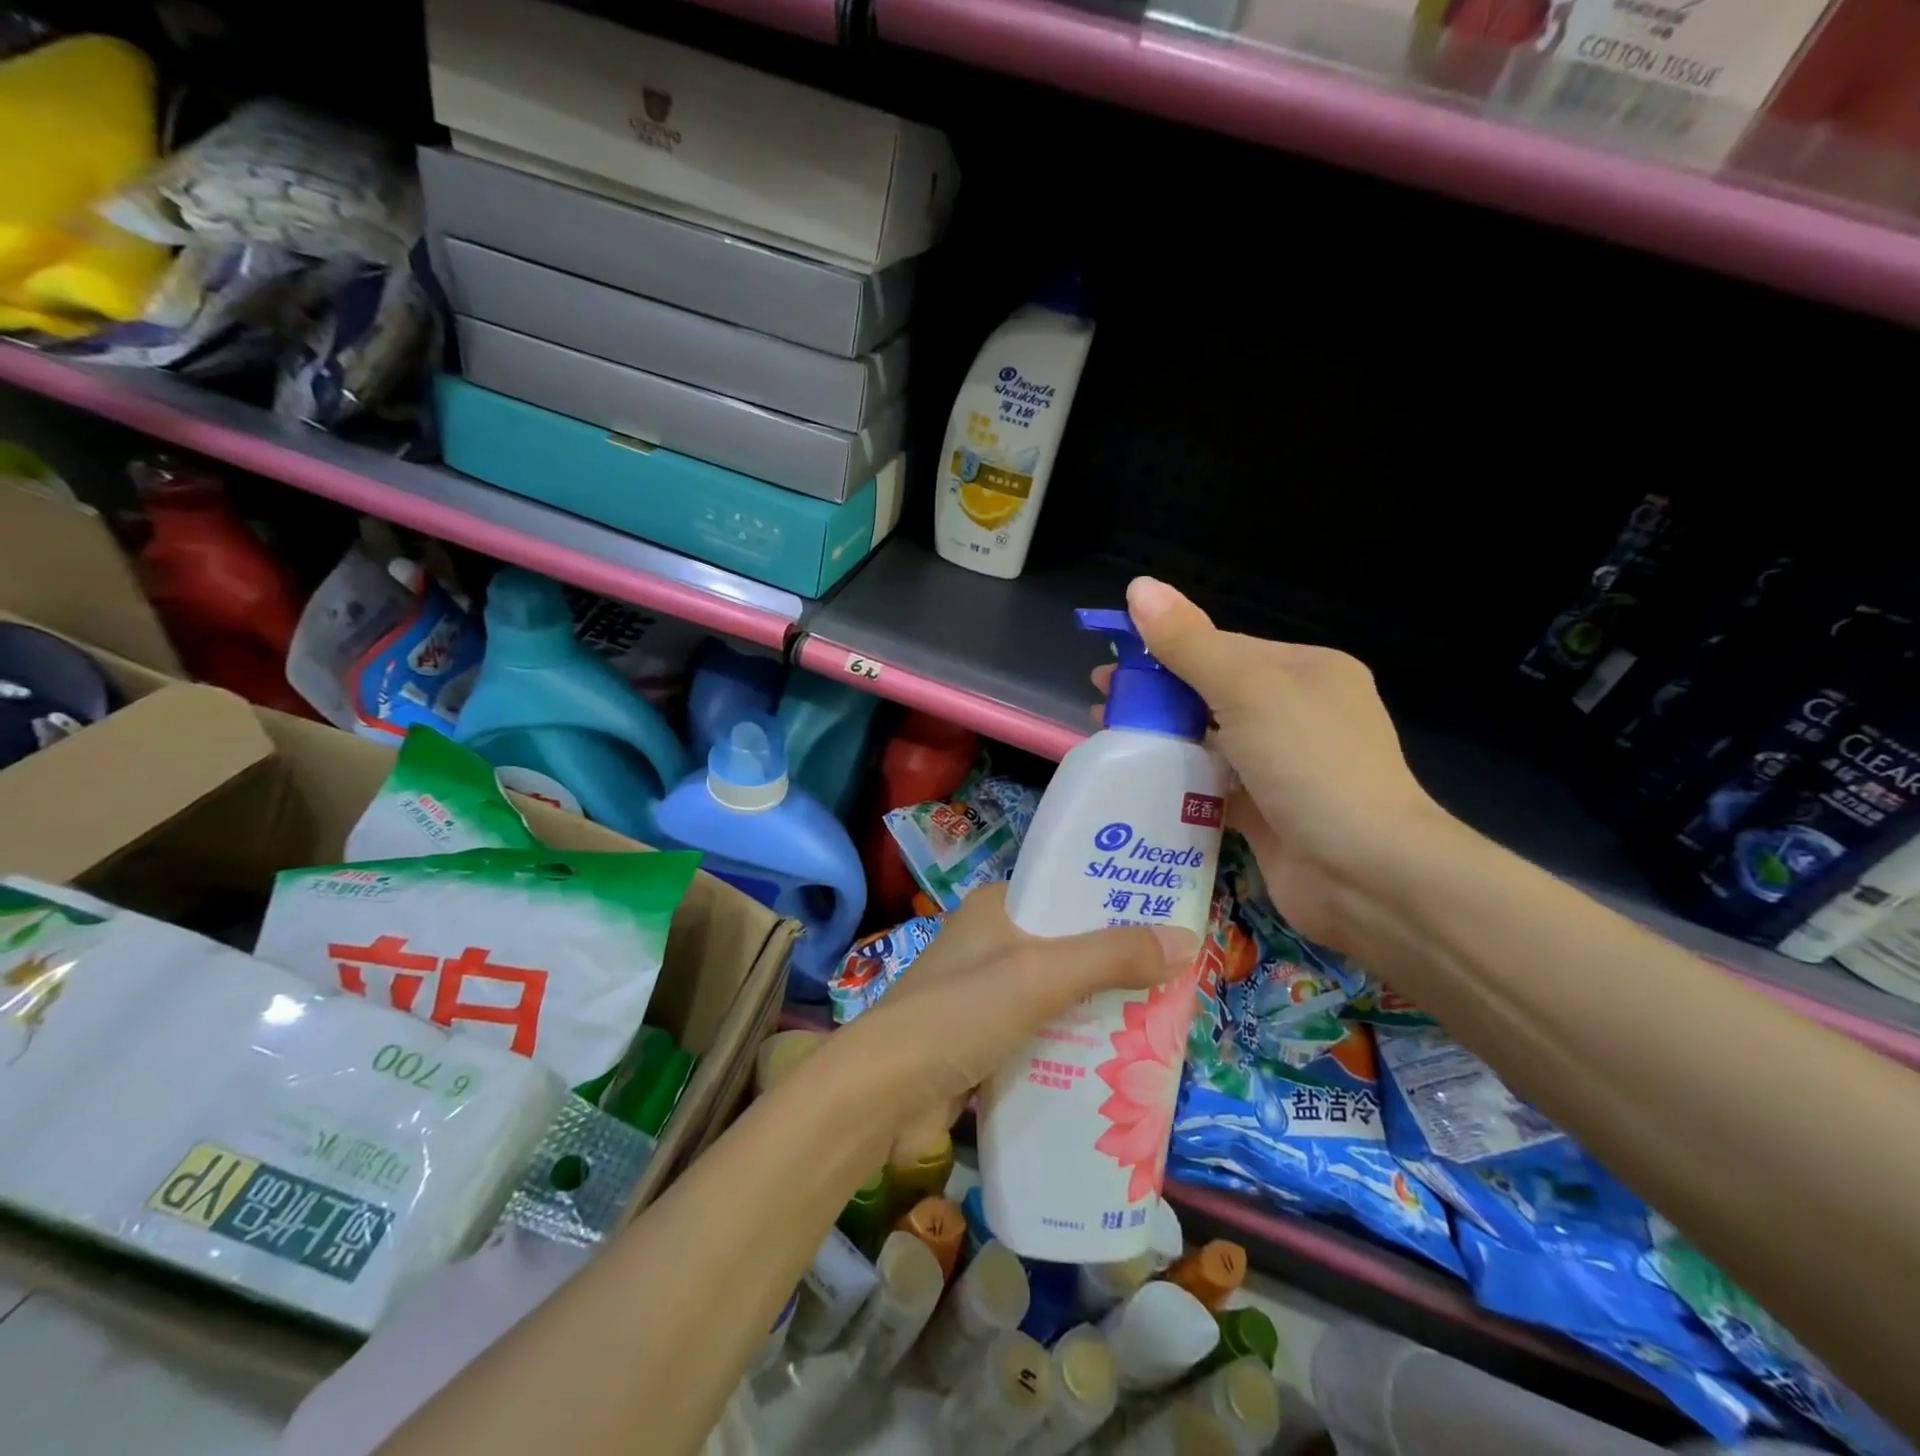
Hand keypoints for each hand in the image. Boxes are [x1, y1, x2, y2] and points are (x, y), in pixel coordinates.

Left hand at [837, 882, 1194, 1164]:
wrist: (884, 1093)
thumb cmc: (960, 1013)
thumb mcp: (1040, 975)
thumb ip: (1110, 956)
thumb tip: (1187, 938)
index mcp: (996, 907)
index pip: (1066, 891)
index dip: (1115, 902)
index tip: (1168, 920)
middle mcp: (991, 942)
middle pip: (1069, 945)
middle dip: (1117, 964)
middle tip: (1177, 980)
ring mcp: (986, 993)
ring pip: (1059, 993)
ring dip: (1100, 1008)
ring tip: (1162, 1022)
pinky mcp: (985, 1039)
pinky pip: (1043, 1032)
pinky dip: (1075, 1043)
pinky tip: (1116, 1062)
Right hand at [1094, 577, 1455, 950]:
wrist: (1368, 876)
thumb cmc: (1311, 765)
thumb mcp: (1247, 690)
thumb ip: (1189, 643)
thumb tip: (1139, 586)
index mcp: (1305, 672)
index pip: (1222, 648)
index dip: (1163, 651)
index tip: (1111, 664)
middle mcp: (1298, 715)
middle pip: (1212, 695)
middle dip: (1156, 697)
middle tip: (1102, 705)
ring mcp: (1283, 768)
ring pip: (1209, 742)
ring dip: (1162, 739)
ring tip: (1109, 741)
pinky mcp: (1267, 814)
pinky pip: (1212, 789)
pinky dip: (1179, 784)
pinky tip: (1138, 784)